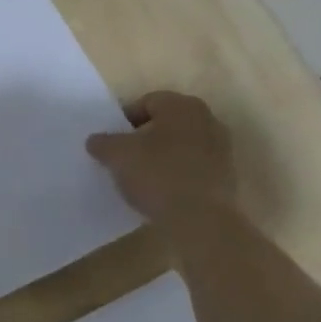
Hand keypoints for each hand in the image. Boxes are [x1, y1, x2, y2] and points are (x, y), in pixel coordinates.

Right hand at [85, 91, 235, 230]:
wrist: (200, 220)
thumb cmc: (157, 175)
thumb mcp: (118, 156)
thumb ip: (103, 143)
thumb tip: (96, 140)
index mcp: (182, 106)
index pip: (147, 102)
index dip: (124, 119)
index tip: (110, 141)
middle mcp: (207, 120)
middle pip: (166, 123)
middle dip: (143, 137)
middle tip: (123, 157)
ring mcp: (221, 149)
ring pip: (180, 146)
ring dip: (160, 157)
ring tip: (140, 178)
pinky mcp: (225, 177)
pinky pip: (192, 168)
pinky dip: (175, 175)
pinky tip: (160, 192)